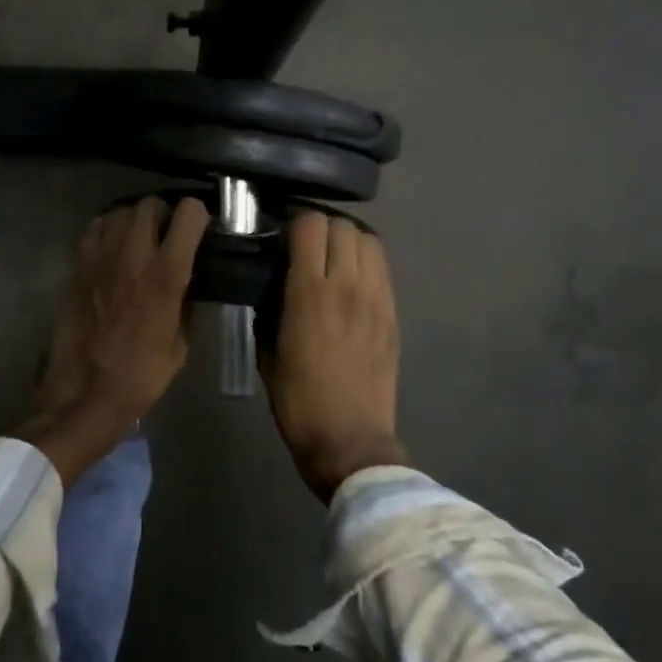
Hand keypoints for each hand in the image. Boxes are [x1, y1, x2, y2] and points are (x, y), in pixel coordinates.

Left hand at [15, 196, 210, 484]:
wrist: (85, 391)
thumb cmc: (141, 375)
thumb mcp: (181, 343)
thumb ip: (187, 302)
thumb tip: (190, 280)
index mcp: (166, 275)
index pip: (188, 215)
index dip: (199, 216)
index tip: (201, 228)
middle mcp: (134, 255)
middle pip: (151, 204)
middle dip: (164, 213)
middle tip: (168, 232)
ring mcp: (101, 257)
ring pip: (121, 211)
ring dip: (135, 219)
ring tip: (139, 237)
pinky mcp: (77, 265)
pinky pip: (95, 227)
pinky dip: (107, 228)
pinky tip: (113, 246)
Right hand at [262, 211, 404, 501]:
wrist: (349, 439)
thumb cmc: (298, 401)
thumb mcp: (268, 353)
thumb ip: (269, 311)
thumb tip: (272, 285)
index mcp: (307, 294)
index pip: (309, 226)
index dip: (294, 222)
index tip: (282, 235)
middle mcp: (345, 286)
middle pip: (342, 226)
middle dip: (321, 228)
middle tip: (307, 245)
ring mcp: (375, 298)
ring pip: (369, 240)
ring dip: (348, 240)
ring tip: (333, 256)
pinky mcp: (393, 314)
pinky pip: (383, 268)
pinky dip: (367, 261)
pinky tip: (353, 278)